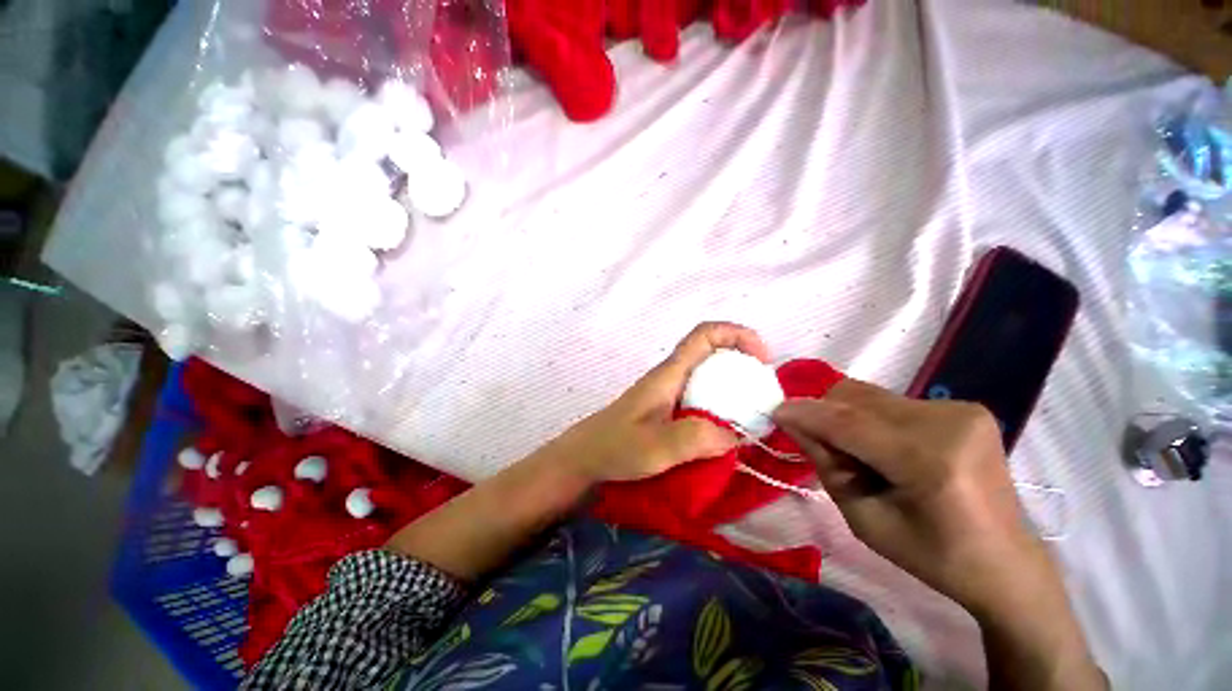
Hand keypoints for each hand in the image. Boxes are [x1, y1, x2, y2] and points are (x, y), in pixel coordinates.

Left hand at [553, 322, 770, 482]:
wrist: (584, 460)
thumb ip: (695, 439)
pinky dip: (721, 409)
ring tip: (753, 417)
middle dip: (742, 364)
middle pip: (712, 354)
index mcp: (669, 374)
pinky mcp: (668, 413)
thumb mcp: (655, 447)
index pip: (704, 335)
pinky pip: (702, 401)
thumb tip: (735, 435)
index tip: (761, 360)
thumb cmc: (614, 448)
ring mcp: (670, 395)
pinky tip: (728, 434)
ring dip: (734, 390)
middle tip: (763, 396)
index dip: (737, 335)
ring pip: (708, 379)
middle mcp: (672, 378)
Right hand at [772, 379, 1041, 612]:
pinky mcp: (965, 407)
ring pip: (870, 395)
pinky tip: (885, 447)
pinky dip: (871, 418)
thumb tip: (794, 423)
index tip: (774, 411)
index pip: (848, 423)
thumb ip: (826, 465)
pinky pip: (892, 401)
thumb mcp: (864, 520)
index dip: (805, 414)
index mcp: (929, 462)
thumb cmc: (931, 554)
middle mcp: (947, 423)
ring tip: (858, 451)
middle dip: (824, 413)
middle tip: (819, 444)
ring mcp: (960, 410)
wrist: (1006, 562)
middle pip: (856, 397)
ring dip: (846, 416)